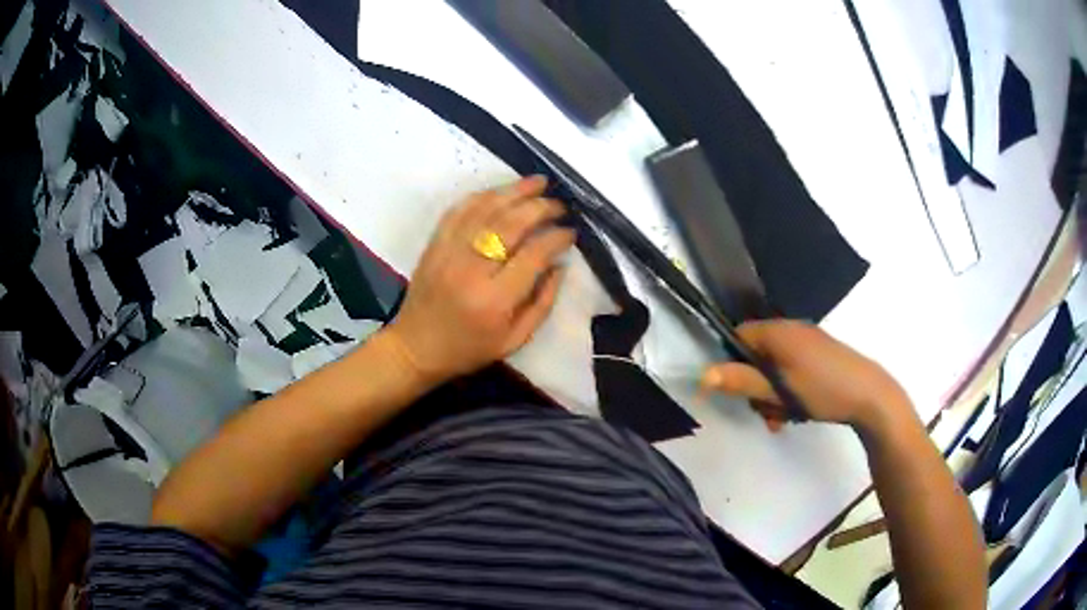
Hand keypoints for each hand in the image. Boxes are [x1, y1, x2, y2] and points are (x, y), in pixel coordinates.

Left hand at [384, 176, 575, 385]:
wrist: (415, 347)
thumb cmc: (469, 349)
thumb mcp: (514, 340)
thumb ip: (542, 303)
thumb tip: (560, 265)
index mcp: (494, 300)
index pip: (533, 255)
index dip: (556, 238)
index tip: (571, 232)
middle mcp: (471, 270)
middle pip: (510, 224)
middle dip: (540, 208)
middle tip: (559, 205)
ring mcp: (448, 252)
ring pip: (485, 210)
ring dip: (514, 191)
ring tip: (538, 182)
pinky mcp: (434, 244)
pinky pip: (459, 210)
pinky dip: (482, 196)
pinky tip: (500, 191)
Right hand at [701, 320, 912, 432]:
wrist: (869, 395)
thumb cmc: (822, 389)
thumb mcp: (779, 390)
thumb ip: (742, 381)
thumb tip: (703, 375)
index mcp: (778, 332)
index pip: (739, 336)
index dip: (732, 362)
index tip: (739, 390)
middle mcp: (791, 330)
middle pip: (757, 355)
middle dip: (756, 387)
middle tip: (765, 413)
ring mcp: (808, 342)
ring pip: (775, 367)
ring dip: (773, 394)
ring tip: (784, 418)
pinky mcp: (820, 355)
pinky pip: (792, 369)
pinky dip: (789, 389)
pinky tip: (798, 410)